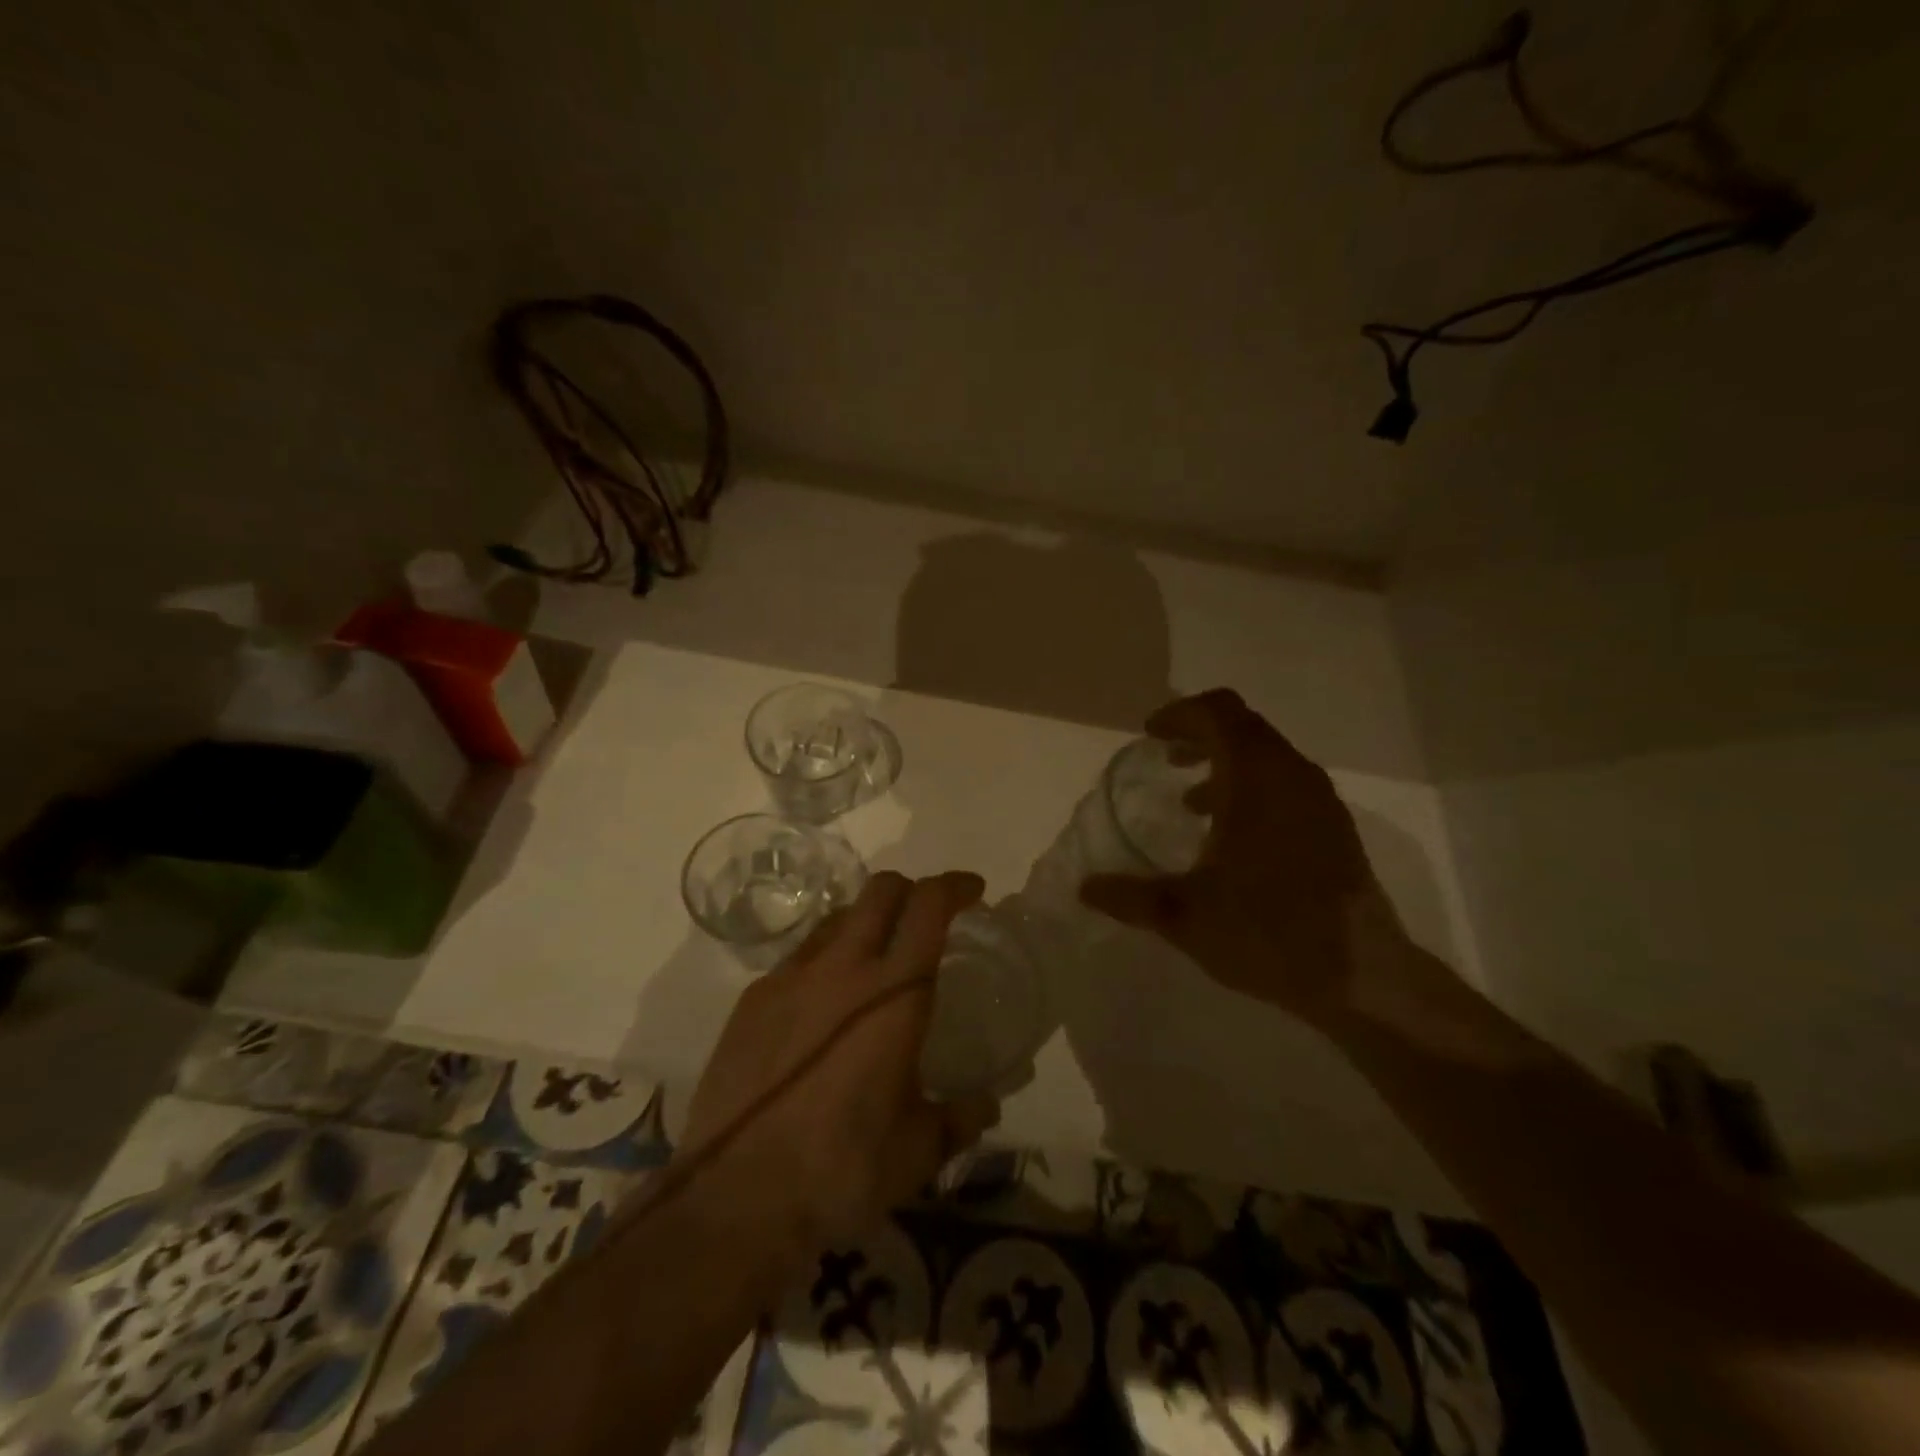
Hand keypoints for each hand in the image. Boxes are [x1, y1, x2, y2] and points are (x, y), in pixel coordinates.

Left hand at [677, 870, 1000, 1267]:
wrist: (736, 1198)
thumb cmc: (842, 1169)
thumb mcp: (918, 1150)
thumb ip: (960, 1118)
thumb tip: (986, 1106)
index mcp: (894, 993)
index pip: (928, 907)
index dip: (955, 886)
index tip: (973, 891)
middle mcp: (842, 968)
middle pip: (880, 890)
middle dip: (911, 890)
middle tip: (926, 918)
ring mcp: (791, 978)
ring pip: (837, 919)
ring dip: (866, 923)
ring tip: (875, 961)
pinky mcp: (753, 1000)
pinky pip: (799, 958)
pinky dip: (826, 961)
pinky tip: (823, 1007)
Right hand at [1079, 689, 1407, 1027]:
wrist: (1362, 977)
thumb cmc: (1267, 931)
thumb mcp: (1184, 916)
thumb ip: (1130, 897)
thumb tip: (1085, 888)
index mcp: (1256, 778)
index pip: (1219, 712)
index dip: (1181, 714)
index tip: (1151, 734)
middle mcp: (1293, 776)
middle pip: (1244, 727)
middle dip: (1201, 734)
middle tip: (1167, 757)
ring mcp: (1320, 802)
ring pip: (1268, 758)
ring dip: (1226, 765)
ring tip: (1192, 802)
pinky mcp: (1335, 829)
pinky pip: (1286, 785)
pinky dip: (1253, 790)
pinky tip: (1232, 839)